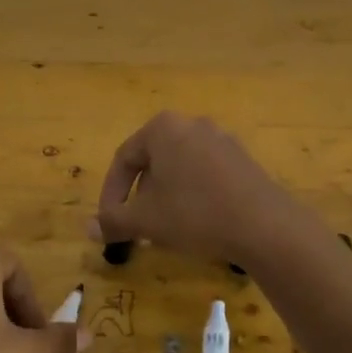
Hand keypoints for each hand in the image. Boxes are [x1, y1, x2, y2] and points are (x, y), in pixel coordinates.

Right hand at [92, 112, 305, 266]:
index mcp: (162, 128)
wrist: (264, 225)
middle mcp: (191, 124)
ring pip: (178, 168)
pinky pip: (204, 173)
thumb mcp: (146, 221)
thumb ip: (113, 221)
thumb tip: (87, 229)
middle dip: (139, 196)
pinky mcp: (242, 158)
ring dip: (165, 197)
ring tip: (164, 228)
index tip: (109, 223)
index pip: (123, 160)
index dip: (111, 194)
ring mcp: (221, 139)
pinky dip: (191, 194)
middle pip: (152, 161)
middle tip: (137, 226)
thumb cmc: (194, 214)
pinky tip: (196, 222)